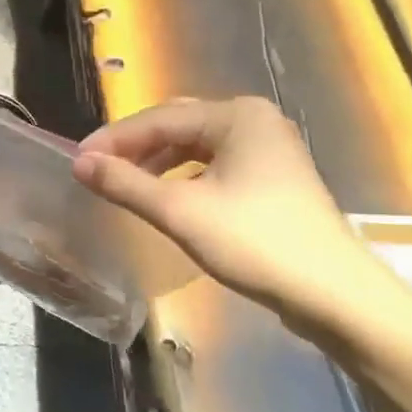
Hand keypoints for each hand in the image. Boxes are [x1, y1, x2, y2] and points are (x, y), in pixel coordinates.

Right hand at [72, 97, 377, 322]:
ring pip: (196, 146)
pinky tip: (167, 198)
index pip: (158, 118)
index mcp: (236, 115)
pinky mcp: (274, 178)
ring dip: (158, 162)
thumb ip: (126, 183)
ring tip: (126, 185)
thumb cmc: (255, 243)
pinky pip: (215, 165)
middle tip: (98, 170)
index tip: (77, 161)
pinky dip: (184, 176)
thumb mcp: (180, 211)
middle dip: (135, 147)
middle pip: (178, 125)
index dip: (114, 139)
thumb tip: (79, 164)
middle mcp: (254, 121)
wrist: (334, 295)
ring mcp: (269, 149)